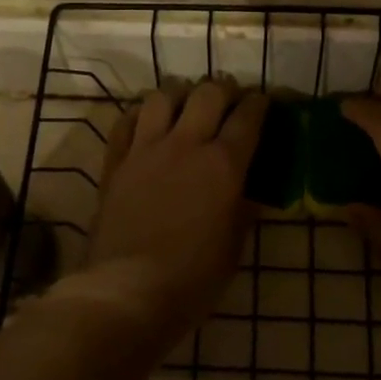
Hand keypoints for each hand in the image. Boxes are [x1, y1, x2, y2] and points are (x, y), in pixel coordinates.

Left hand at [79, 80, 267, 344]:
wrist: (128, 290)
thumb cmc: (193, 278)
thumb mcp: (233, 246)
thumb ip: (243, 209)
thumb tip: (249, 190)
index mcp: (223, 164)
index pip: (248, 117)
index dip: (260, 103)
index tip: (264, 101)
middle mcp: (186, 145)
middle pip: (208, 94)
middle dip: (224, 90)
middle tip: (229, 101)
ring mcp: (145, 149)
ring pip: (162, 97)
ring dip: (179, 95)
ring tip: (185, 106)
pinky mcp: (116, 162)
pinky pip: (125, 122)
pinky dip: (139, 115)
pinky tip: (145, 123)